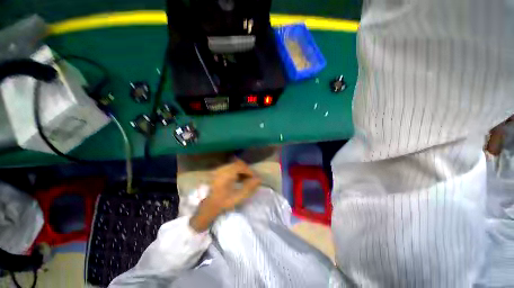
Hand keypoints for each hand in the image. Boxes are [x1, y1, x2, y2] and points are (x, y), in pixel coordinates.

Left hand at [189, 159, 260, 231]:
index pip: (241, 166)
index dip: (249, 171)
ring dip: (241, 170)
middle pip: (238, 164)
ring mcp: (219, 169)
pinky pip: (230, 168)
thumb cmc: (223, 202)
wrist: (209, 206)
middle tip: (251, 179)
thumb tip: (259, 179)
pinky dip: (236, 171)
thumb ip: (249, 187)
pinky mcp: (218, 172)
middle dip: (246, 170)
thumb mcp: (238, 197)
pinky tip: (238, 179)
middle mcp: (223, 168)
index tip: (254, 178)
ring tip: (245, 179)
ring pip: (234, 165)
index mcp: (227, 173)